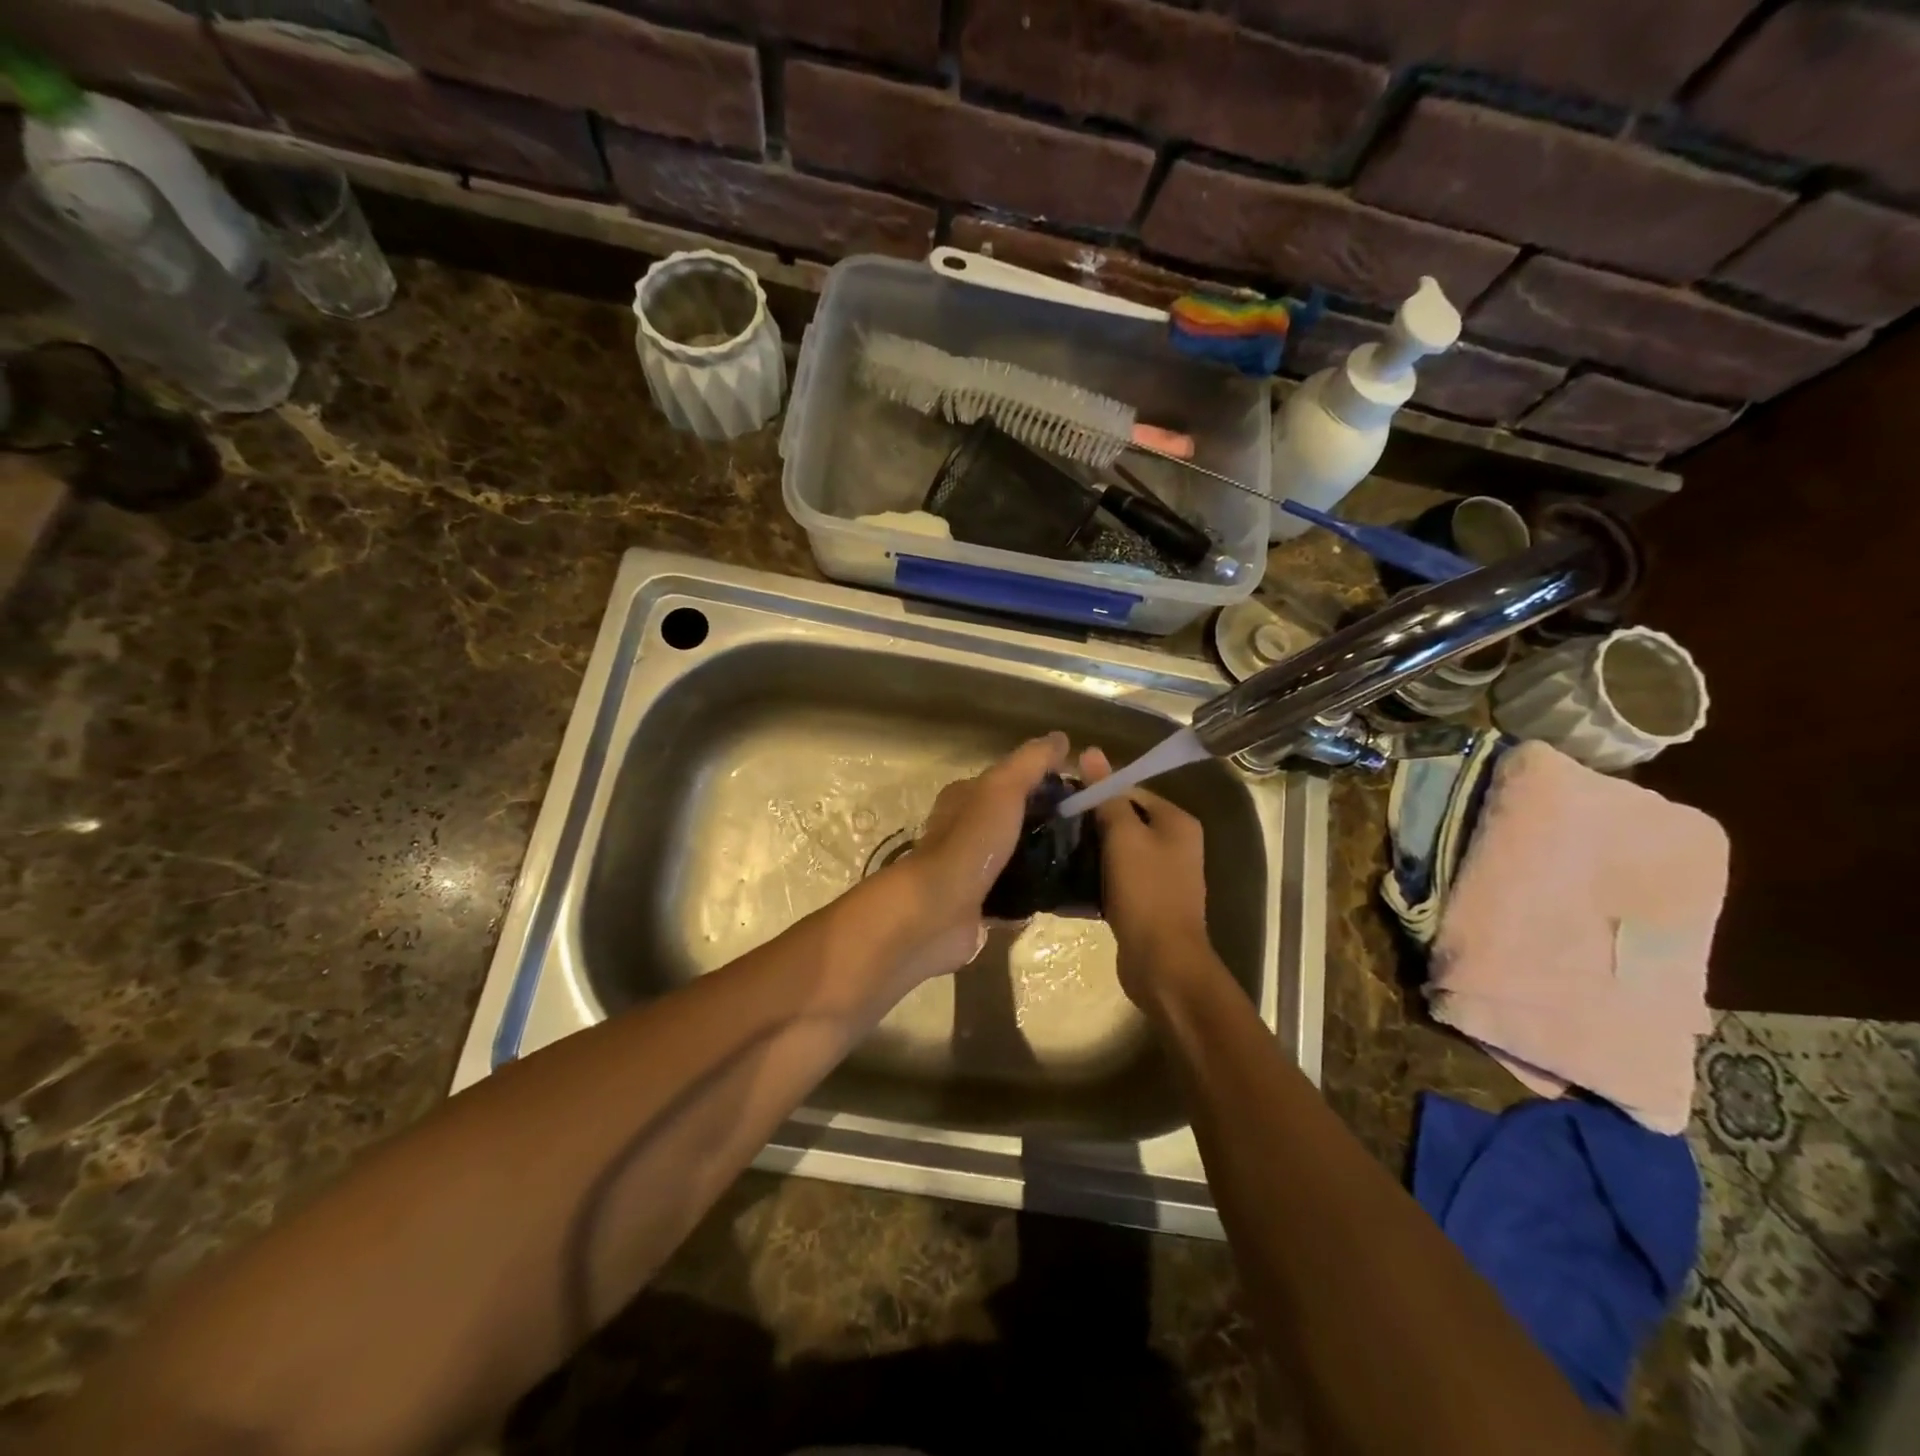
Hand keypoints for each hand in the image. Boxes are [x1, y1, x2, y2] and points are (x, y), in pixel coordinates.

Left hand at [869, 732, 1069, 982]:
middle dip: (1048, 823)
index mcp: (965, 798)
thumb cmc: (970, 842)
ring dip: (1043, 860)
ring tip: (1085, 863)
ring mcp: (972, 871)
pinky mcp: (979, 906)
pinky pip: (1015, 896)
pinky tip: (1064, 896)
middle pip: (1014, 821)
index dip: (1044, 782)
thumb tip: (1060, 737)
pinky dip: (1035, 895)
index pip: (1009, 782)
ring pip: (1015, 859)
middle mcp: (965, 831)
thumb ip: (1030, 763)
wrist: (937, 911)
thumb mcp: (1003, 789)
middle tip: (1090, 831)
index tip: (1082, 793)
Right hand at [1080, 747, 1215, 1009]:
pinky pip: (1118, 878)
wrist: (1162, 962)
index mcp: (1177, 822)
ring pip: (1119, 851)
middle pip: (1125, 821)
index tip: (1062, 800)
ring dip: (1091, 851)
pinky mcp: (1147, 901)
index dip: (1097, 792)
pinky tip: (1069, 879)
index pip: (1131, 791)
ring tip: (1056, 850)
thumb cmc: (1146, 892)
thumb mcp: (1124, 837)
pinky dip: (1097, 877)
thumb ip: (1107, 795)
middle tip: (1054, 825)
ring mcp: (1163, 875)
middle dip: (1091, 823)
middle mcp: (1175, 844)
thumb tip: (1091, 751)